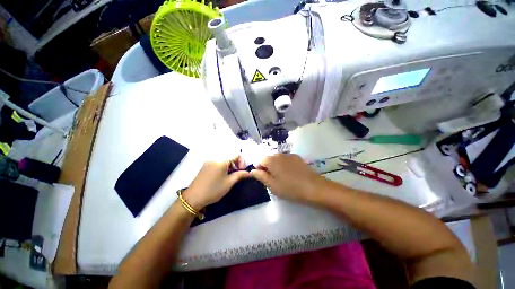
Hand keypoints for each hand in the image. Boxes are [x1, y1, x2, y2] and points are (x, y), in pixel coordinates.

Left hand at [182, 156, 250, 209]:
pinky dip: (223, 166)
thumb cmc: (214, 189)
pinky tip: (222, 175)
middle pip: (230, 156)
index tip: (242, 171)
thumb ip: (240, 175)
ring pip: (224, 159)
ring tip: (230, 175)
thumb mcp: (229, 182)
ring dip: (230, 165)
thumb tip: (249, 173)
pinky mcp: (205, 165)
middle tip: (237, 174)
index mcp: (222, 160)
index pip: (236, 155)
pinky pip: (217, 162)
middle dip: (236, 163)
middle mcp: (215, 158)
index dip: (242, 162)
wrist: (194, 198)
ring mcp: (209, 161)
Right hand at [250, 154, 326, 203]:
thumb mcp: (273, 186)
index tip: (263, 177)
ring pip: (277, 158)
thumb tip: (252, 171)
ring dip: (276, 165)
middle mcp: (279, 154)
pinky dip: (284, 164)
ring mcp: (289, 155)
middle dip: (267, 166)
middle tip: (272, 178)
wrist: (314, 187)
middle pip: (268, 158)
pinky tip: (290, 173)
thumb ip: (261, 176)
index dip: (259, 168)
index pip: (259, 160)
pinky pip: (286, 158)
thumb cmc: (290, 188)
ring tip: (281, 176)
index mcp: (272, 161)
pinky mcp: (297, 157)